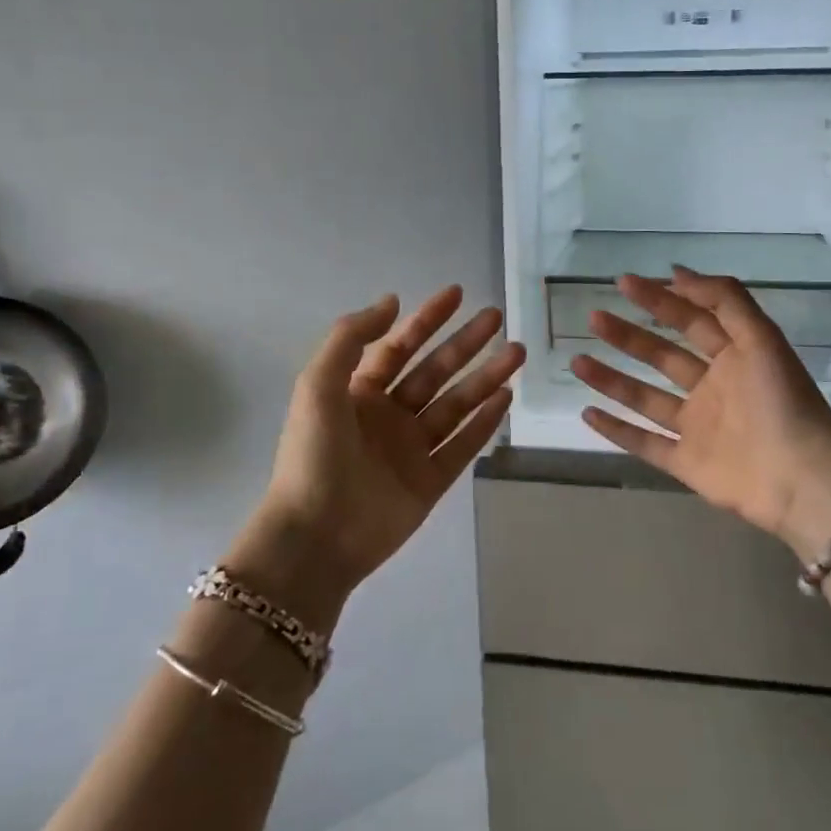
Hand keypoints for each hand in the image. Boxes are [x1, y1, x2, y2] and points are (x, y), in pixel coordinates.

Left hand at [234, 287, 523, 609]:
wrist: (315, 537)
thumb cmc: (313, 455)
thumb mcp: (318, 384)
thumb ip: (351, 338)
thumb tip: (392, 301)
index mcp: (358, 393)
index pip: (399, 347)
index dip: (426, 319)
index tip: (457, 293)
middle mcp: (388, 416)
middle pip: (434, 372)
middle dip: (464, 344)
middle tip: (497, 318)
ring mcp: (411, 450)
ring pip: (456, 405)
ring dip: (485, 377)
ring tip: (516, 353)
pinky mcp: (431, 482)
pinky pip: (463, 446)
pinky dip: (485, 423)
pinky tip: (506, 398)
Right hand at [571, 268, 830, 558]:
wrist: (800, 479)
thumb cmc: (782, 402)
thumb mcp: (761, 337)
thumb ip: (724, 300)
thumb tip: (678, 272)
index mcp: (734, 357)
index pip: (690, 320)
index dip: (659, 299)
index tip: (623, 283)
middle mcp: (712, 388)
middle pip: (661, 356)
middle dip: (628, 336)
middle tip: (594, 318)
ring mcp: (697, 427)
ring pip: (645, 397)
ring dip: (611, 379)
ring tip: (577, 360)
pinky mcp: (685, 462)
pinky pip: (644, 443)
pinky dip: (616, 429)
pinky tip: (587, 412)